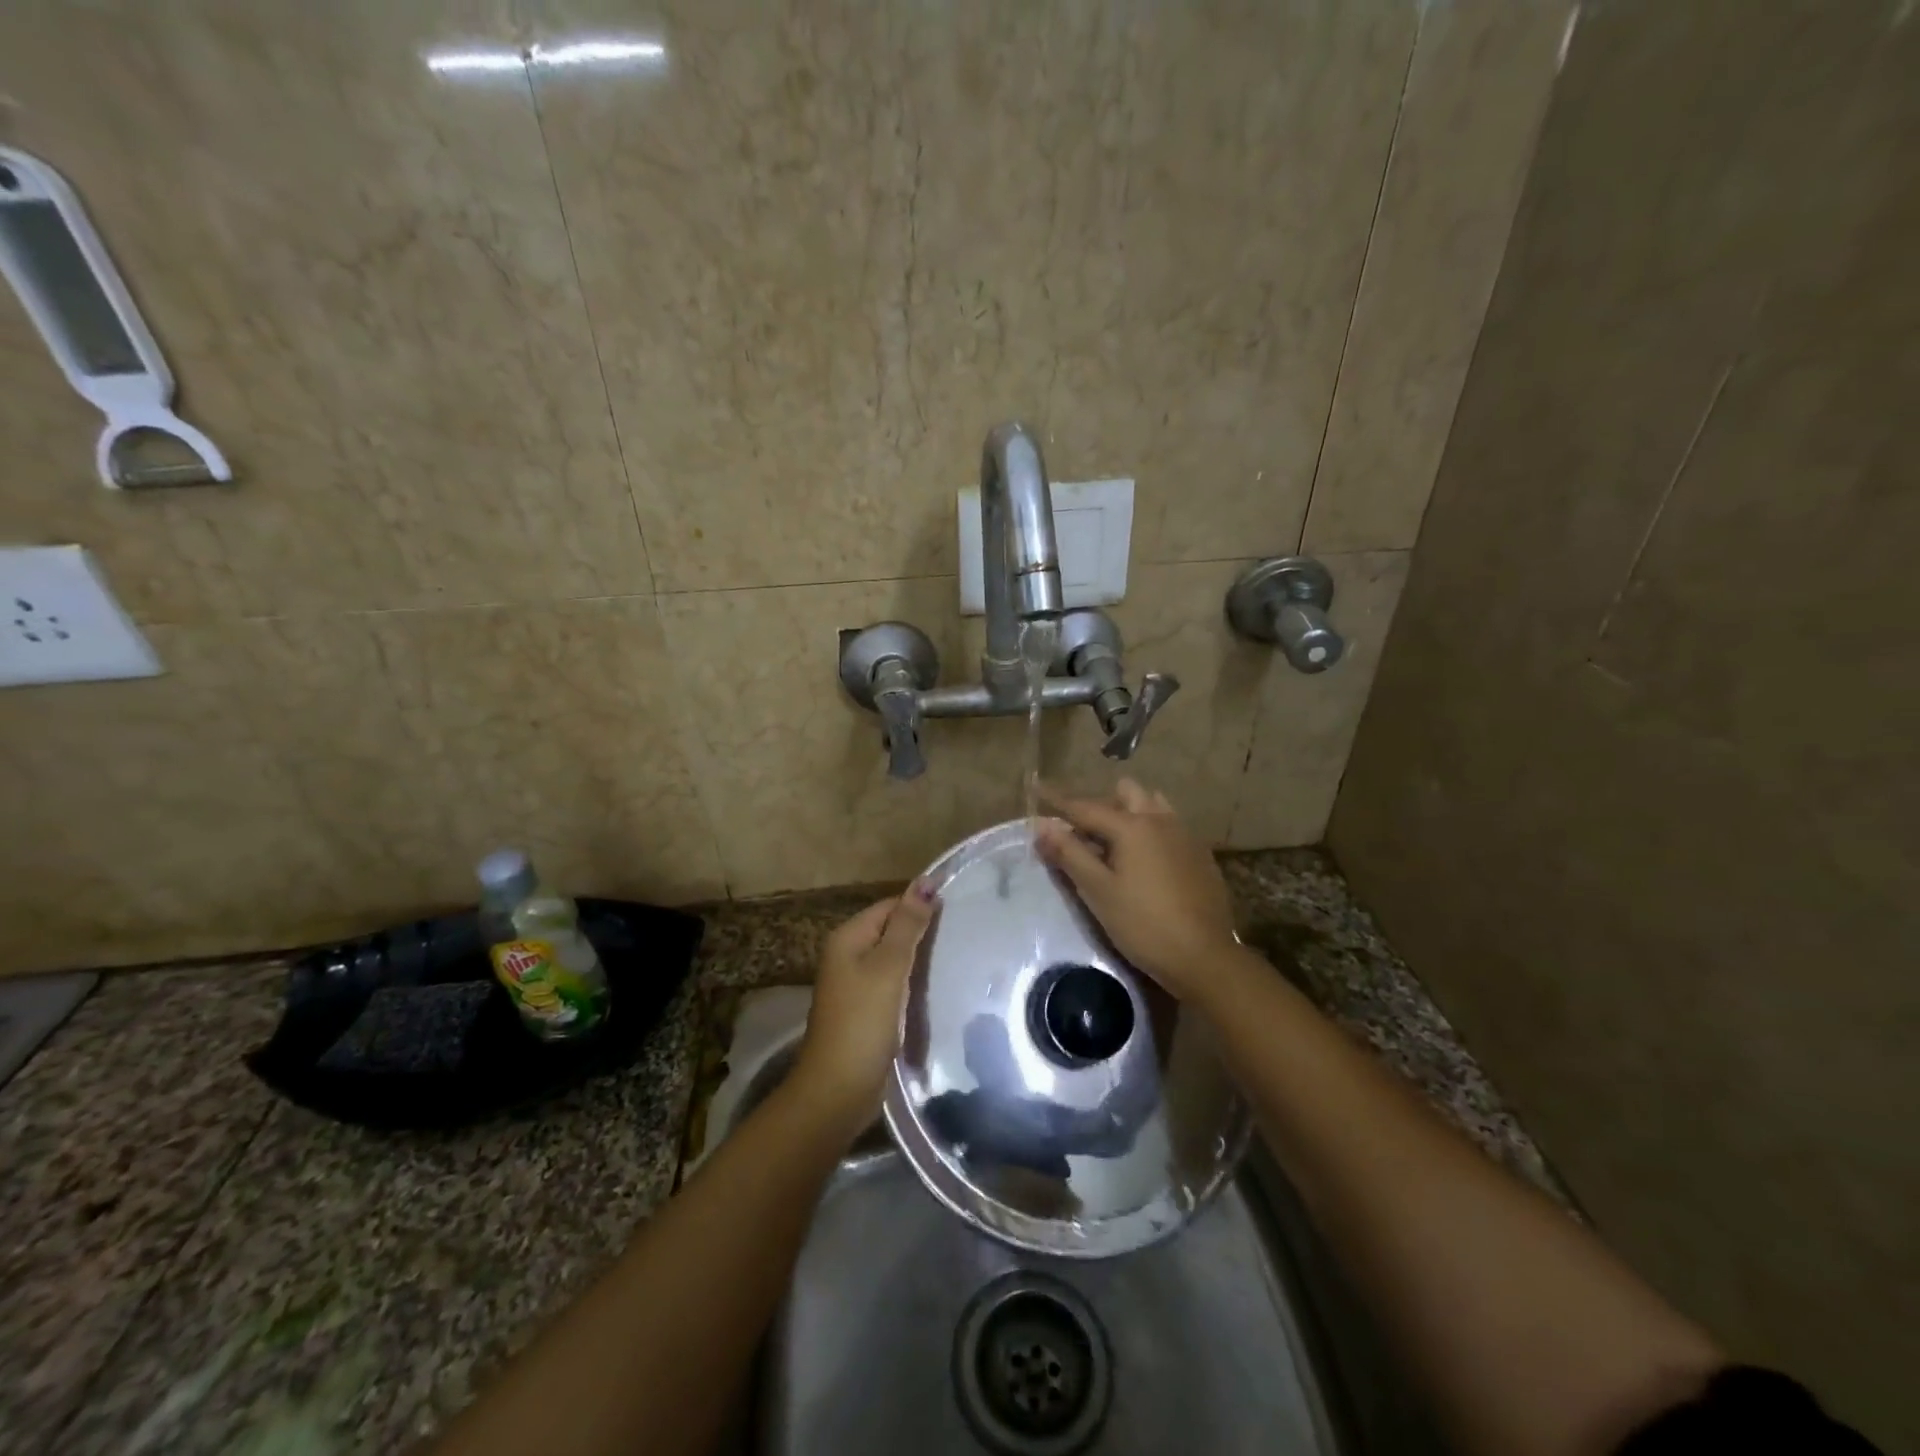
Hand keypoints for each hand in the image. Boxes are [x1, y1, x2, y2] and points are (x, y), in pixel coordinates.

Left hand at [791, 883, 936, 1133]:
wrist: (838, 1090)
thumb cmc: (863, 1022)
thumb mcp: (889, 967)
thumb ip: (908, 924)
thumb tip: (926, 881)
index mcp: (848, 938)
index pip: (890, 906)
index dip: (921, 906)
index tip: (959, 912)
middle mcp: (847, 955)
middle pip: (891, 930)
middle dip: (922, 933)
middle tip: (963, 936)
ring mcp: (855, 985)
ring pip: (894, 959)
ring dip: (920, 959)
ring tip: (958, 958)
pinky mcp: (866, 1010)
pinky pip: (893, 984)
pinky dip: (913, 983)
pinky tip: (937, 988)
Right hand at [1034, 779, 1240, 1000]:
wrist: (1205, 957)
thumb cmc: (1143, 924)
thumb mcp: (1098, 891)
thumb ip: (1069, 854)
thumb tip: (1042, 826)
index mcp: (1132, 826)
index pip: (1085, 807)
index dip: (1058, 800)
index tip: (1037, 787)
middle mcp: (1160, 820)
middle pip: (1125, 794)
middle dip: (1101, 805)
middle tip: (1082, 833)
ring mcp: (1185, 836)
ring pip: (1152, 806)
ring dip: (1130, 813)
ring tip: (1115, 843)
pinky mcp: (1200, 855)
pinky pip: (1170, 827)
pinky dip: (1151, 832)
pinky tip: (1146, 861)